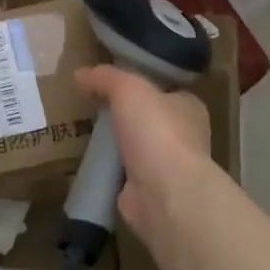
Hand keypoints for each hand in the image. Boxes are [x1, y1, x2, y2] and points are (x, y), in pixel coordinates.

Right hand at [74, 65, 214, 243]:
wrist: (165, 194)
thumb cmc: (156, 132)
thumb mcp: (128, 88)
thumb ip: (105, 77)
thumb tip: (80, 74)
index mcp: (189, 107)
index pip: (164, 90)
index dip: (140, 84)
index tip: (111, 82)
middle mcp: (183, 137)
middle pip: (148, 118)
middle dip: (124, 114)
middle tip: (91, 105)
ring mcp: (166, 167)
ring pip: (134, 146)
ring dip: (114, 142)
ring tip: (82, 130)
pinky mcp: (147, 192)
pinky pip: (122, 173)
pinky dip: (107, 168)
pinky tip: (85, 160)